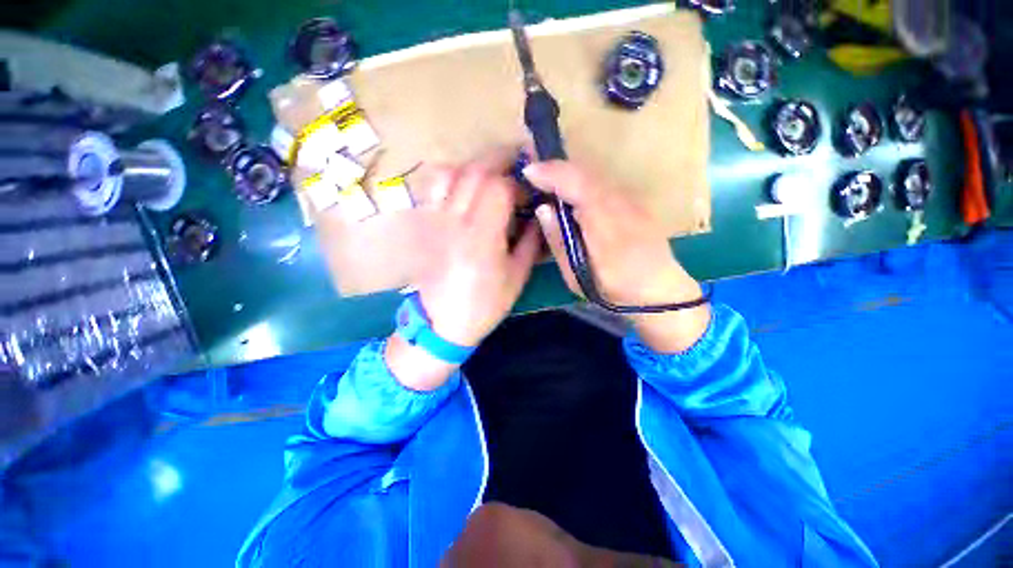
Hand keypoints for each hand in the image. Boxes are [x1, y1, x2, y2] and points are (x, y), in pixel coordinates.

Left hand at [386, 149, 541, 389]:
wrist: (442, 321)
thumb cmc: (484, 304)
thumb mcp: (517, 277)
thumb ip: (529, 242)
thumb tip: (539, 215)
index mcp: (481, 237)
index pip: (497, 188)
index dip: (517, 183)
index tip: (528, 193)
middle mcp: (456, 221)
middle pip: (475, 171)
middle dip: (500, 159)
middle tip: (519, 161)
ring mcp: (437, 219)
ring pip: (453, 171)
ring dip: (477, 164)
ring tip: (493, 171)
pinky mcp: (428, 222)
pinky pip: (435, 186)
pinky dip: (452, 174)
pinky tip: (466, 183)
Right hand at [523, 160, 709, 352]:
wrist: (660, 291)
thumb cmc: (613, 290)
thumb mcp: (577, 275)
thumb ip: (559, 241)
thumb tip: (543, 208)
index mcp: (604, 223)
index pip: (575, 183)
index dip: (550, 173)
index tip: (527, 172)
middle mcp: (620, 203)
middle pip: (584, 172)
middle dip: (555, 168)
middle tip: (532, 174)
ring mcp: (631, 199)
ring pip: (594, 175)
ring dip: (567, 174)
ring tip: (546, 181)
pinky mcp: (634, 202)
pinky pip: (602, 183)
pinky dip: (581, 182)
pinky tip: (571, 194)